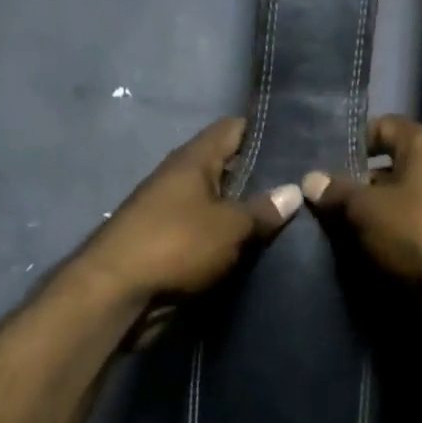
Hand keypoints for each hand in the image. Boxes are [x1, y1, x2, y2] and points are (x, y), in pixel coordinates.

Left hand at [82, 118, 300, 309]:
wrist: (117, 293)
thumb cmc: (176, 244)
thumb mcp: (229, 226)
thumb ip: (262, 209)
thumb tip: (294, 191)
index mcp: (192, 159)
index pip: (233, 129)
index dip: (264, 131)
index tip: (298, 140)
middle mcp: (180, 178)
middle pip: (228, 167)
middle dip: (262, 177)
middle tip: (304, 185)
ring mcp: (172, 211)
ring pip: (219, 203)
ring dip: (245, 211)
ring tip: (291, 218)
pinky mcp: (169, 244)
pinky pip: (208, 232)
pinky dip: (229, 237)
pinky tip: (259, 246)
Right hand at [301, 115, 421, 293]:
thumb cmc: (420, 231)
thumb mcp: (367, 209)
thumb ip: (338, 192)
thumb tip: (310, 179)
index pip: (384, 126)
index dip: (353, 141)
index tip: (324, 164)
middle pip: (391, 168)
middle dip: (357, 185)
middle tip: (321, 203)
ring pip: (400, 203)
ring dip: (372, 216)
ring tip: (335, 232)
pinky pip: (413, 231)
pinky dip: (391, 239)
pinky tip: (365, 254)